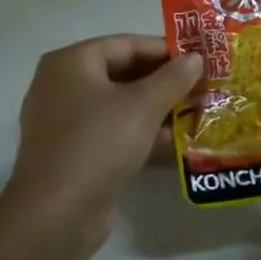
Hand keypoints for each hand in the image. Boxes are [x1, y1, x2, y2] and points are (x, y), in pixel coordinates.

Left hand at [0, 35, 202, 259]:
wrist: (56, 215)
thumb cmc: (98, 143)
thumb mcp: (142, 106)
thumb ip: (172, 78)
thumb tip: (195, 58)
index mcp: (71, 62)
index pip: (125, 44)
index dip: (165, 50)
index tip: (201, 58)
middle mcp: (62, 86)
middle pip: (122, 74)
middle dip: (164, 82)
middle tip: (203, 88)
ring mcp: (65, 122)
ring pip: (119, 106)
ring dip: (157, 110)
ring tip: (198, 114)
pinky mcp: (73, 155)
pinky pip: (112, 133)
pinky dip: (141, 135)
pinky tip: (176, 144)